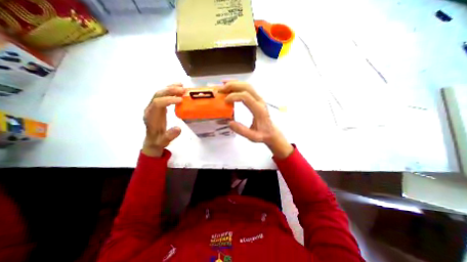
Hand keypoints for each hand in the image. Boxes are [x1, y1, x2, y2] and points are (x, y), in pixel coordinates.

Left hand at [143, 84, 184, 157]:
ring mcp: (153, 106)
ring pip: (160, 93)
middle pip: (157, 95)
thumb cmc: (158, 140)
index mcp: (150, 116)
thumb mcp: (164, 141)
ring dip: (170, 88)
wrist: (153, 140)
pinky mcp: (158, 106)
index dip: (168, 100)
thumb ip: (170, 135)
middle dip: (170, 91)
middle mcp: (150, 109)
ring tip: (182, 85)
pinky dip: (170, 90)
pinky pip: (163, 95)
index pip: (157, 103)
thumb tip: (179, 128)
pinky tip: (178, 88)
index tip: (180, 100)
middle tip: (183, 90)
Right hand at [219, 80, 289, 158]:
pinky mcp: (257, 99)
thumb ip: (242, 131)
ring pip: (247, 85)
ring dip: (235, 84)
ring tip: (223, 86)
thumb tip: (229, 122)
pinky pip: (248, 88)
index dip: (234, 96)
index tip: (225, 101)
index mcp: (259, 110)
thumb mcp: (253, 137)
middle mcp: (260, 101)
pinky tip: (231, 86)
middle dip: (232, 86)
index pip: (246, 97)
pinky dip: (238, 85)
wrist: (271, 132)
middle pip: (247, 87)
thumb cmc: (262, 134)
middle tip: (221, 90)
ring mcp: (259, 98)